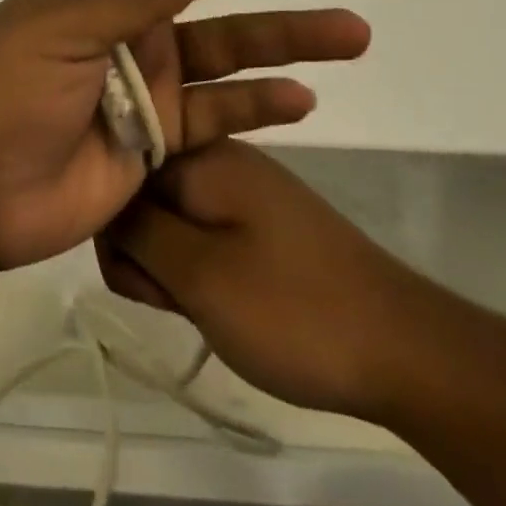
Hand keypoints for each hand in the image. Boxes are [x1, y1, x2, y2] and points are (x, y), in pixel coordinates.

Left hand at [0, 0, 369, 273]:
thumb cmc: (1, 93)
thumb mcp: (59, 29)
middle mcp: (134, 14)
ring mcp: (154, 73)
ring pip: (235, 43)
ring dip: (293, 36)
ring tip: (354, 31)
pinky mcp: (165, 132)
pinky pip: (225, 112)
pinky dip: (262, 105)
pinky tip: (304, 99)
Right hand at [99, 140, 421, 418]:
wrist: (406, 351)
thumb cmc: (295, 310)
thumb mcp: (200, 274)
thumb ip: (137, 232)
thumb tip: (99, 200)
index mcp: (202, 153)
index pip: (120, 168)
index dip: (114, 224)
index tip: (138, 274)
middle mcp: (218, 156)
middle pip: (142, 193)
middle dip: (142, 250)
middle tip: (175, 297)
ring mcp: (241, 188)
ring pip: (170, 219)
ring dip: (170, 265)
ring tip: (201, 307)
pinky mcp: (258, 221)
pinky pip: (202, 234)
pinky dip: (196, 269)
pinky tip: (216, 304)